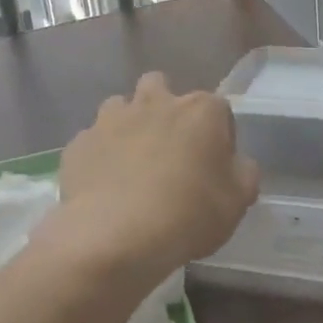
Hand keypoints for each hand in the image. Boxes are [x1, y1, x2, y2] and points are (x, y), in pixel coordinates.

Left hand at [52, 72, 260, 285]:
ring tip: (130, 165)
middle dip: (164, 108)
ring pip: (120, 107)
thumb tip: (237, 164)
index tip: (215, 165)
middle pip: (160, 87)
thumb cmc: (187, 215)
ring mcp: (111, 119)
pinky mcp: (79, 143)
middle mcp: (155, 102)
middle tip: (168, 149)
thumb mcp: (237, 202)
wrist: (114, 235)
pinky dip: (99, 157)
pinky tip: (102, 186)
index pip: (218, 110)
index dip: (219, 136)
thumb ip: (243, 174)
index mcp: (200, 110)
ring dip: (128, 126)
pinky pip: (92, 142)